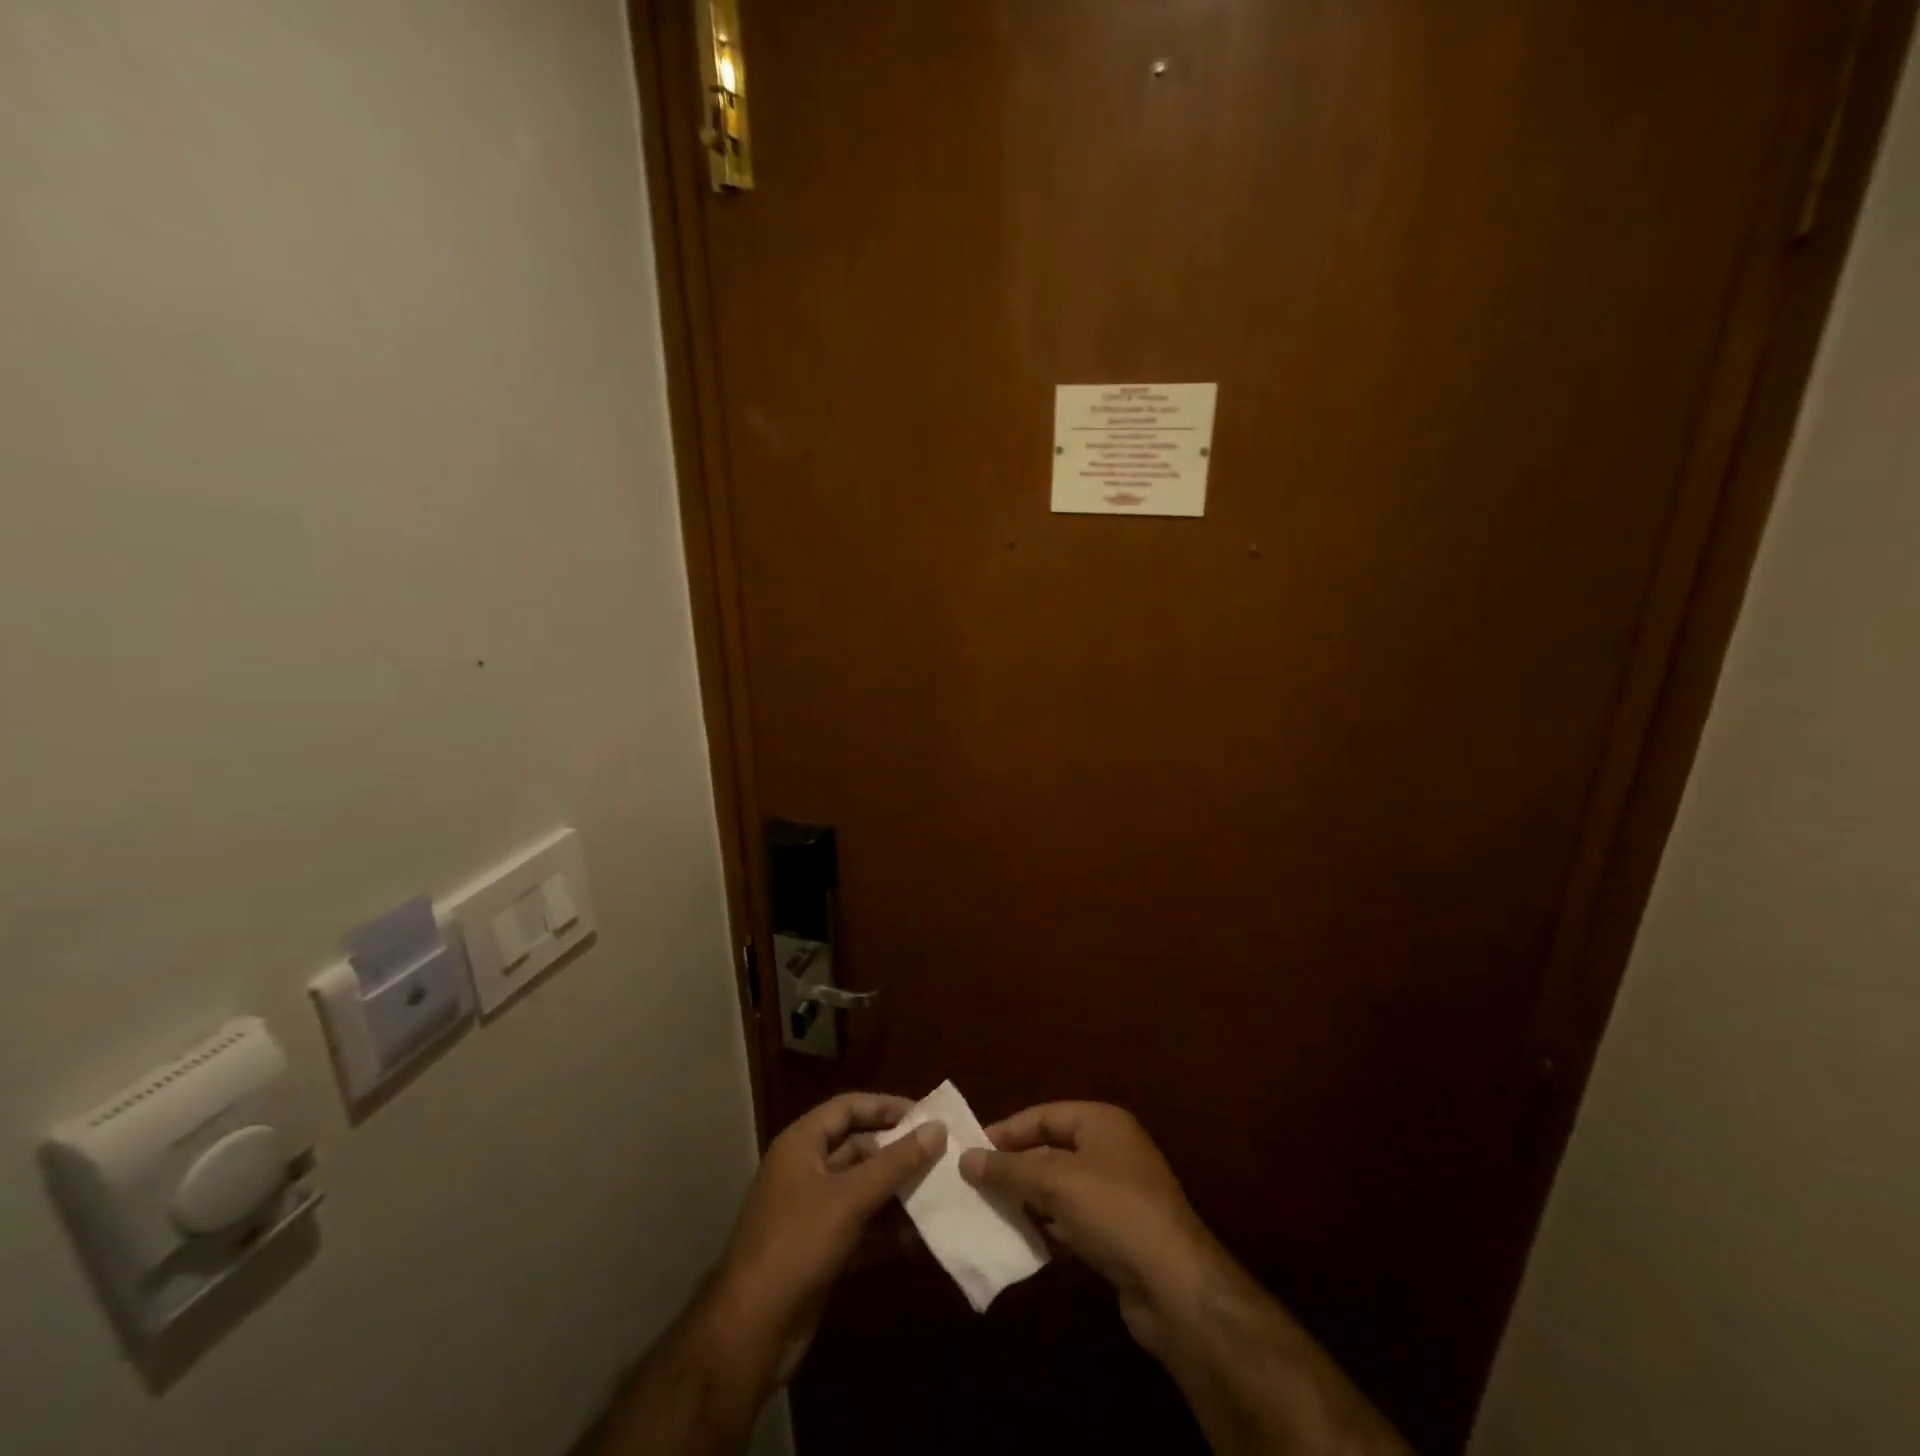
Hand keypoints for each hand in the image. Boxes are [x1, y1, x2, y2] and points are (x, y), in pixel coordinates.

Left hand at [712, 1092, 945, 1382]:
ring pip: (863, 1190)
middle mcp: (805, 1171)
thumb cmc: (796, 1246)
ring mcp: (812, 1213)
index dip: (886, 1107)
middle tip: (943, 1156)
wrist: (750, 1334)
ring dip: (898, 1194)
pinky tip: (922, 1238)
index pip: (848, 1108)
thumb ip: (895, 1162)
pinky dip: (888, 1231)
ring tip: (942, 1194)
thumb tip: (937, 1128)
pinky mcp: (821, 1251)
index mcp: (801, 1145)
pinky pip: (862, 1228)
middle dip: (898, 1153)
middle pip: (859, 1148)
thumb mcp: (849, 1198)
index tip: (926, 1115)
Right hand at [959, 1102, 1216, 1355]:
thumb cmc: (1114, 1212)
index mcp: (1102, 1122)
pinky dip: (1050, 1227)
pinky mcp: (1119, 1233)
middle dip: (1016, 1168)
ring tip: (991, 1212)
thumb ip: (1009, 1170)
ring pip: (1061, 1188)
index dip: (1007, 1131)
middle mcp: (1112, 1150)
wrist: (1175, 1285)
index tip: (971, 1150)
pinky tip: (1025, 1241)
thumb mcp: (1055, 1182)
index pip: (1044, 1115)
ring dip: (1030, 1200)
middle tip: (975, 1183)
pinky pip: (1074, 1220)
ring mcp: (1118, 1193)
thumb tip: (965, 1159)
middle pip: (1052, 1150)